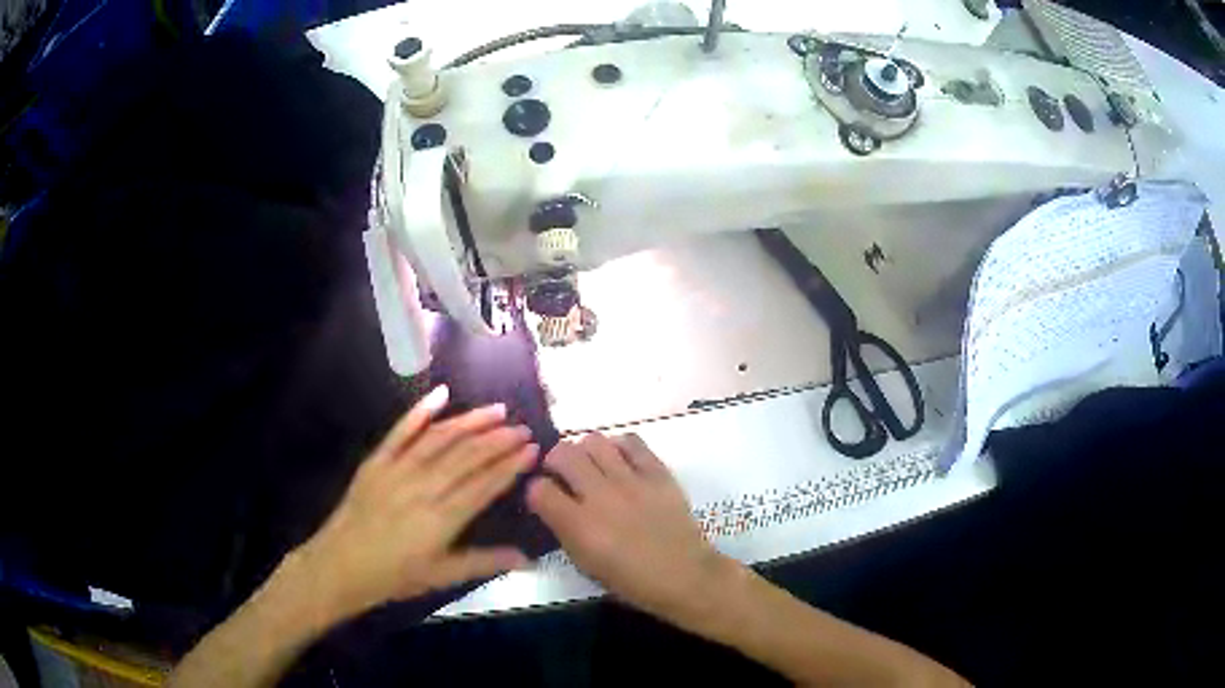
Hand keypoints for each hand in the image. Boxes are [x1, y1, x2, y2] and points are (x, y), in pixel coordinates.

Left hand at [290, 386, 536, 623]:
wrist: (340, 565)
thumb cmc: (394, 576)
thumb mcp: (441, 576)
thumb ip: (484, 562)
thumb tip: (526, 558)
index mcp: (442, 518)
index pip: (484, 484)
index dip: (510, 465)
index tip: (532, 449)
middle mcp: (423, 486)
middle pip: (467, 456)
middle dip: (498, 440)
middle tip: (522, 427)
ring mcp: (397, 469)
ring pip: (440, 438)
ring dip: (470, 422)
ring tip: (496, 410)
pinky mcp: (377, 460)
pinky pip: (401, 431)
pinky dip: (421, 411)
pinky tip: (441, 394)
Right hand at [526, 433, 731, 620]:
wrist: (684, 575)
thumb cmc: (631, 580)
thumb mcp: (585, 564)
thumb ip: (564, 530)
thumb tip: (553, 506)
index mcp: (579, 525)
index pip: (539, 489)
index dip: (536, 491)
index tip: (542, 496)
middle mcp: (600, 496)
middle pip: (563, 454)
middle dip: (554, 460)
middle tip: (562, 473)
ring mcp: (631, 480)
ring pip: (594, 441)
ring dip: (584, 451)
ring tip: (592, 466)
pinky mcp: (657, 472)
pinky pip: (631, 441)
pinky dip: (619, 446)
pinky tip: (620, 461)